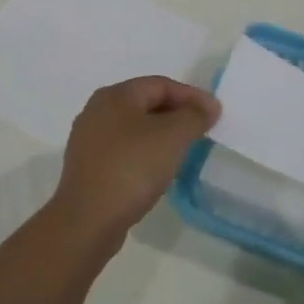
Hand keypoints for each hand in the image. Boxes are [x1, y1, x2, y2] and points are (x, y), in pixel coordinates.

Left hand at [52, 76, 220, 242]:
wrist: (88, 220)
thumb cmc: (132, 168)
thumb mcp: (172, 137)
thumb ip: (194, 116)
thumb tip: (208, 106)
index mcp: (114, 95)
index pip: (160, 84)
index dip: (191, 96)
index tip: (214, 114)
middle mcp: (96, 111)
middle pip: (145, 103)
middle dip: (177, 114)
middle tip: (202, 130)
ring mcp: (88, 140)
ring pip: (134, 128)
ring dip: (161, 135)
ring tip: (184, 150)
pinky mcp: (88, 167)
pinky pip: (124, 150)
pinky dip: (145, 153)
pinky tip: (158, 170)